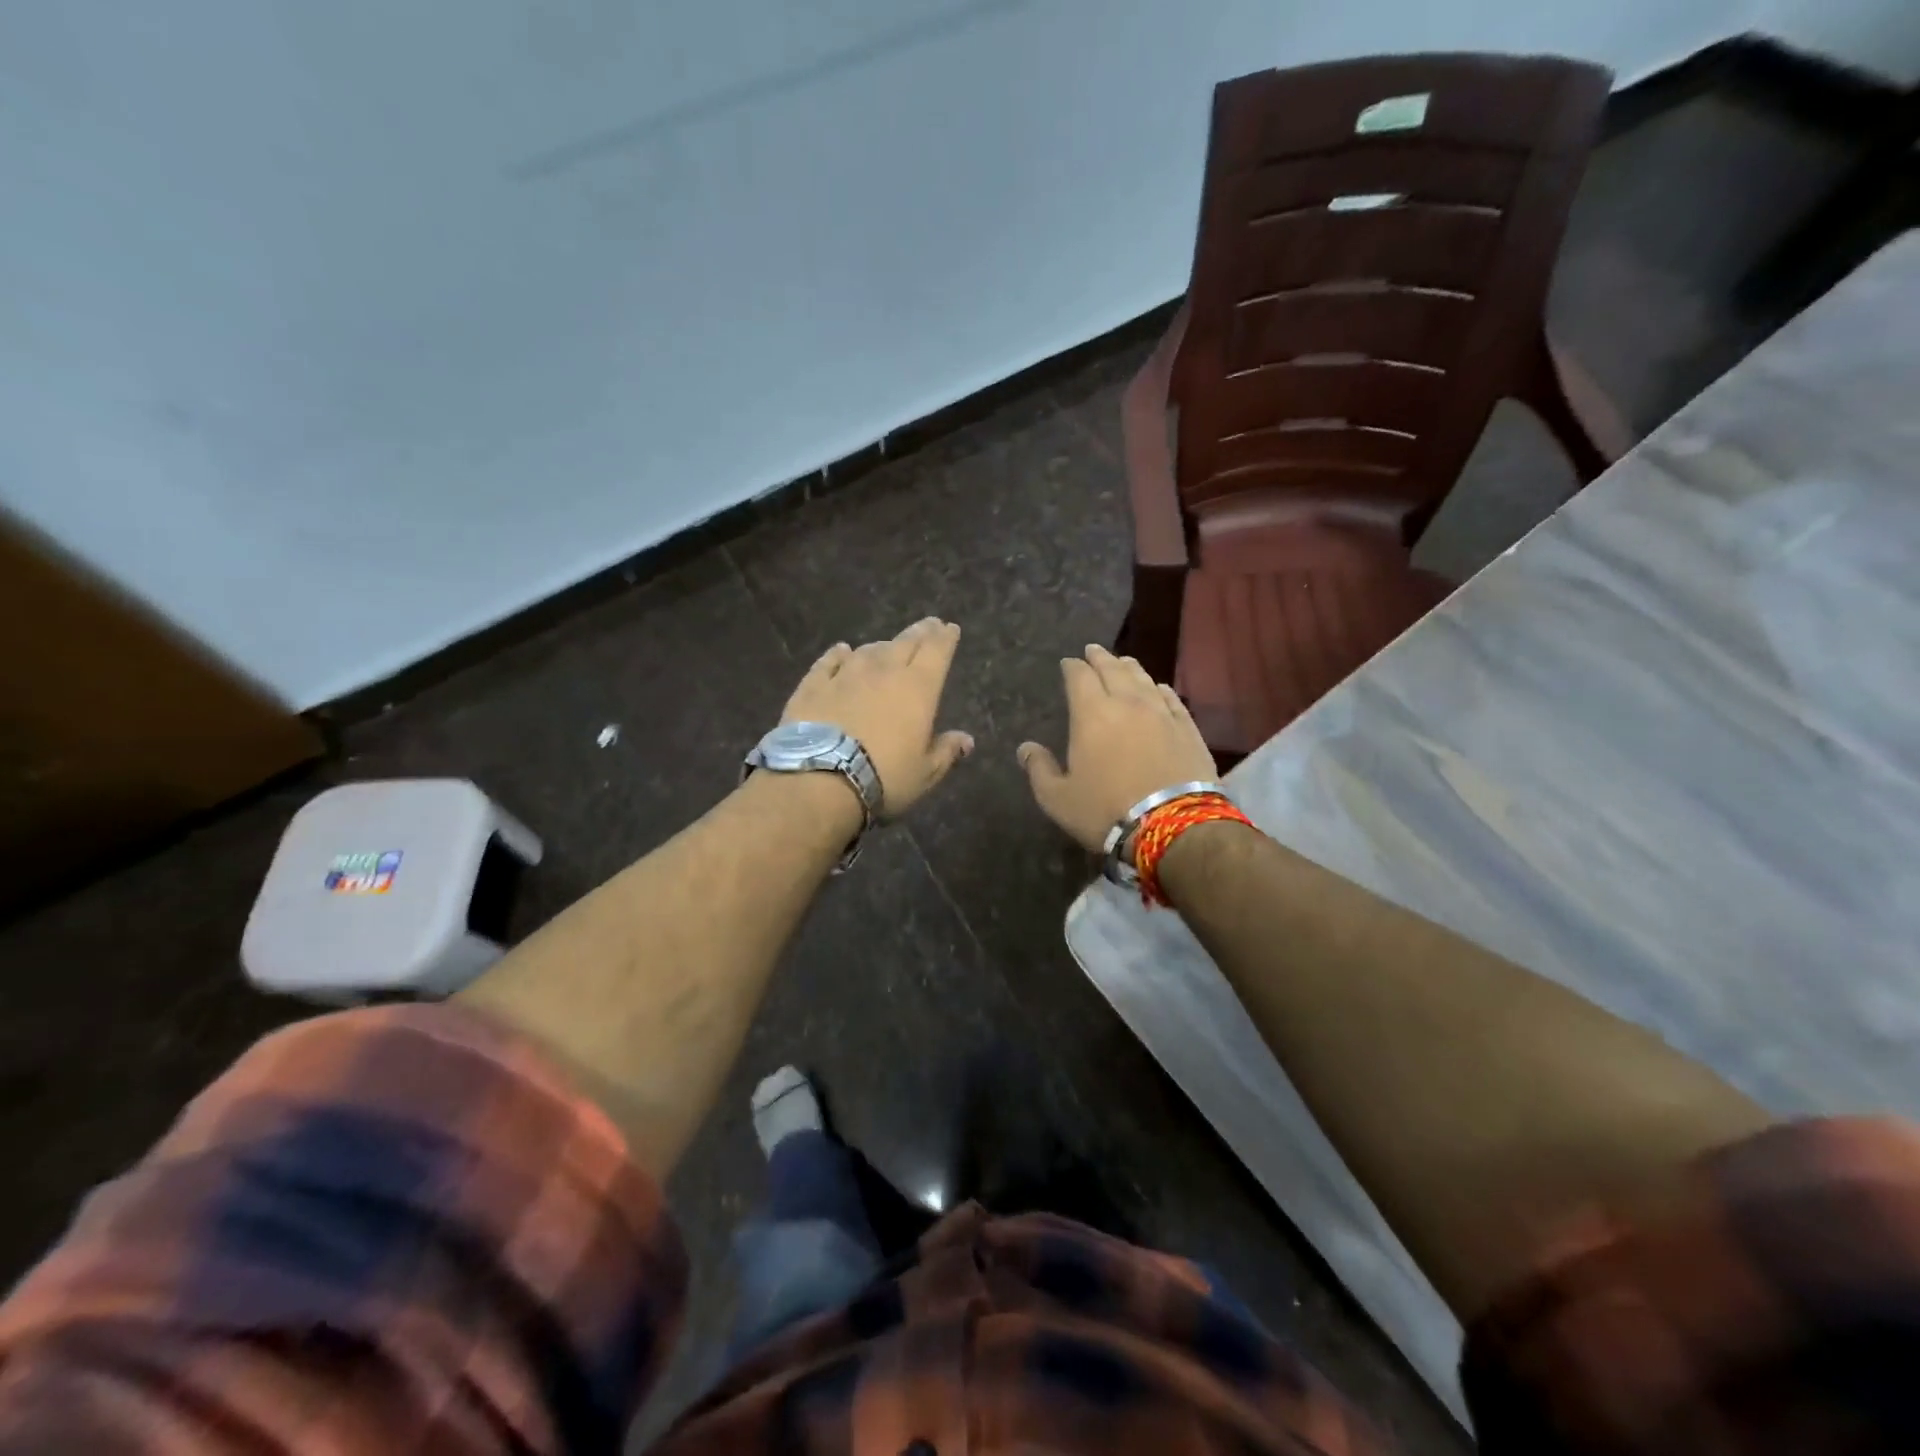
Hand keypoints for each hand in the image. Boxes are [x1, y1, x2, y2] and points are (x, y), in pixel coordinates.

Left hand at [781, 617, 973, 817]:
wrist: (820, 779)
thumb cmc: (884, 777)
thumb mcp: (925, 773)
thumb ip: (946, 752)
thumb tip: (966, 740)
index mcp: (918, 688)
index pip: (937, 651)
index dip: (945, 638)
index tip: (950, 628)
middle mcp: (884, 671)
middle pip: (905, 642)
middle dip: (920, 632)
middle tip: (928, 625)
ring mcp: (846, 675)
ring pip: (869, 650)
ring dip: (882, 647)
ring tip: (887, 647)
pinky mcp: (813, 685)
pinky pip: (829, 662)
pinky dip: (839, 655)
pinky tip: (841, 650)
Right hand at [1018, 644, 1218, 850]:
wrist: (1173, 825)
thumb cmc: (1106, 811)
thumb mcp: (1058, 798)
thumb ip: (1039, 769)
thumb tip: (1025, 748)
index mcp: (1091, 714)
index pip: (1079, 677)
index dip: (1072, 667)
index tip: (1067, 663)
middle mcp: (1127, 703)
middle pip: (1112, 669)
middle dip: (1099, 658)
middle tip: (1092, 650)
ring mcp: (1161, 713)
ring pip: (1143, 679)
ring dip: (1129, 667)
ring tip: (1122, 662)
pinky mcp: (1187, 728)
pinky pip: (1171, 698)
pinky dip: (1159, 689)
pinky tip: (1157, 688)